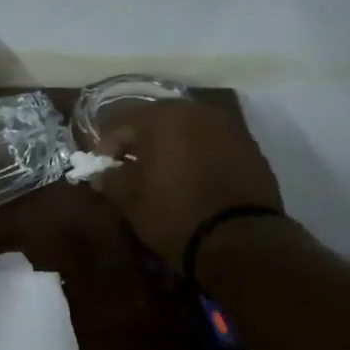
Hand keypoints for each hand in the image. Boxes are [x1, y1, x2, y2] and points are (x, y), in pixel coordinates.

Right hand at [92, 101, 284, 265]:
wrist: (238, 238)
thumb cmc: (173, 213)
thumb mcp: (131, 200)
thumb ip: (111, 180)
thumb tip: (100, 174)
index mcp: (163, 117)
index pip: (123, 124)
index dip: (107, 147)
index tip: (100, 169)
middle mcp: (198, 111)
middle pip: (159, 121)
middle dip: (141, 143)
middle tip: (130, 168)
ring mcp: (228, 127)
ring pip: (188, 131)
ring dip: (171, 147)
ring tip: (162, 174)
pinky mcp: (250, 147)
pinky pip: (212, 144)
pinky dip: (197, 156)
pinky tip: (191, 179)